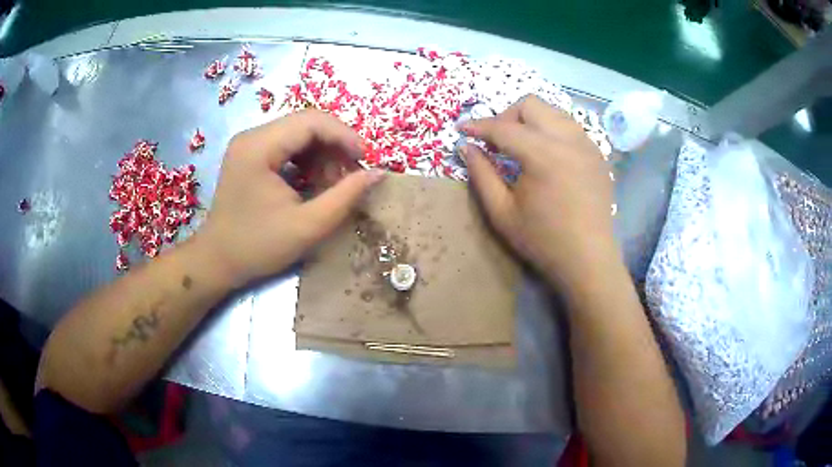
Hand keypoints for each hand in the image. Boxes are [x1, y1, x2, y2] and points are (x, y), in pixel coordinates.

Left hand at [196, 110, 384, 286]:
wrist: (217, 262)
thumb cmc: (257, 247)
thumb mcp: (308, 226)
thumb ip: (346, 196)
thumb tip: (378, 173)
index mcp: (259, 147)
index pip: (311, 121)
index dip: (345, 136)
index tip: (366, 161)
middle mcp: (252, 136)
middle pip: (306, 124)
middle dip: (335, 147)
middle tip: (351, 177)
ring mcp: (249, 144)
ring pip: (299, 134)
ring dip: (323, 155)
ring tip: (332, 185)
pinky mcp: (250, 155)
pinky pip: (287, 147)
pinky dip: (307, 162)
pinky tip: (313, 184)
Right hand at [460, 95, 616, 289]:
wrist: (588, 259)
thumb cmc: (543, 240)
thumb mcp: (502, 212)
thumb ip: (481, 174)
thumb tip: (466, 147)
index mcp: (543, 154)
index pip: (503, 127)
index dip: (479, 126)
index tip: (463, 130)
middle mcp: (568, 139)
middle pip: (531, 104)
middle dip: (507, 116)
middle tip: (497, 142)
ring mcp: (587, 144)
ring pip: (553, 111)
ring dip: (531, 121)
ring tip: (521, 147)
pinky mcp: (597, 154)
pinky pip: (570, 128)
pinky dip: (551, 132)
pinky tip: (547, 157)